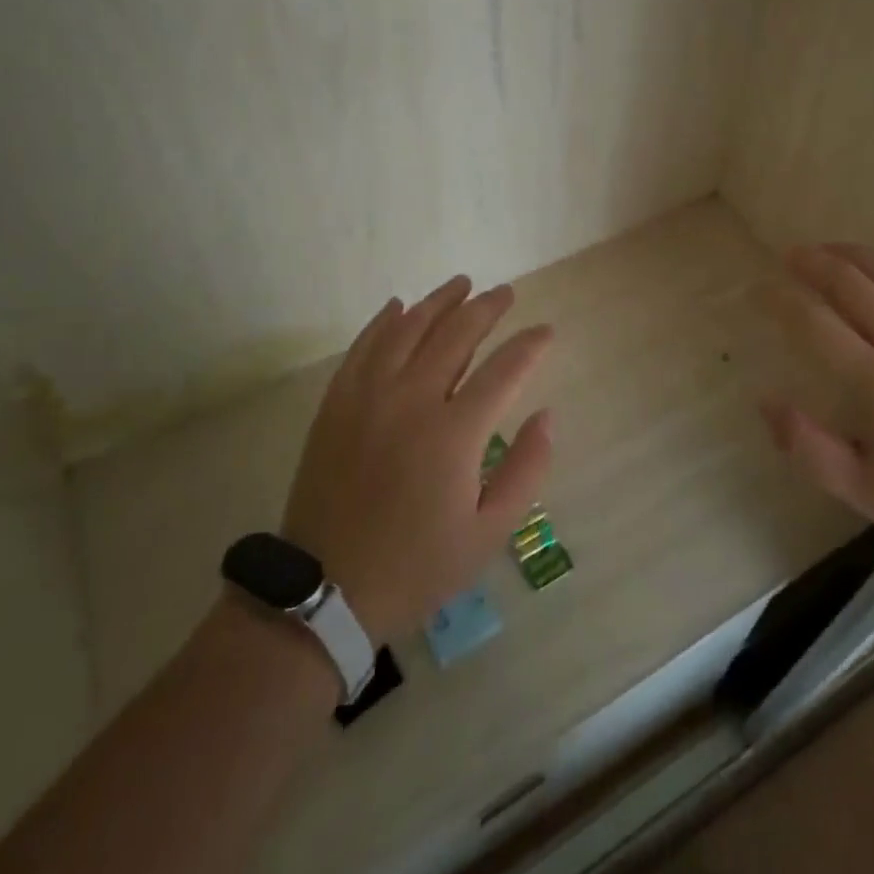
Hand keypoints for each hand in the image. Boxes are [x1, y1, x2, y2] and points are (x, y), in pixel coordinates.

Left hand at [280, 276, 554, 642]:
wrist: (326, 589)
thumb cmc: (417, 565)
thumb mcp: (488, 533)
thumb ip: (526, 470)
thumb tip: (547, 415)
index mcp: (454, 433)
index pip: (504, 370)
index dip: (530, 345)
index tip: (547, 331)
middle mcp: (412, 399)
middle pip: (456, 334)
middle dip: (486, 308)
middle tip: (505, 293)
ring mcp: (369, 396)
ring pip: (409, 329)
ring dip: (439, 302)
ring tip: (461, 284)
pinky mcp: (337, 402)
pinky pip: (364, 346)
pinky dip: (384, 321)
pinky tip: (398, 306)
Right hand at [761, 244, 873, 568]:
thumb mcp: (868, 493)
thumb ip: (810, 449)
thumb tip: (766, 403)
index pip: (817, 324)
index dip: (783, 301)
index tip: (761, 288)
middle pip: (854, 286)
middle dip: (816, 263)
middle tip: (791, 253)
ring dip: (857, 257)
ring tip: (831, 248)